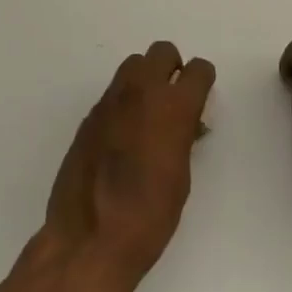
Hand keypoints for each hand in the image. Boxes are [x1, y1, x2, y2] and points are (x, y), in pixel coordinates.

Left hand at [41, 42, 215, 291]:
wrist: (89, 240)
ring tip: (147, 115)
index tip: (202, 97)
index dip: (203, 81)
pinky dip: (124, 102)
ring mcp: (110, 102)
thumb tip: (186, 124)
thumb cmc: (149, 217)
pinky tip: (123, 137)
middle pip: (161, 52)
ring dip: (145, 79)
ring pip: (133, 65)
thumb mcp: (181, 177)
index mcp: (173, 107)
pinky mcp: (88, 117)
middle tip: (174, 98)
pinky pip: (112, 93)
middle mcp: (140, 92)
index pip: (198, 69)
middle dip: (172, 68)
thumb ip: (184, 137)